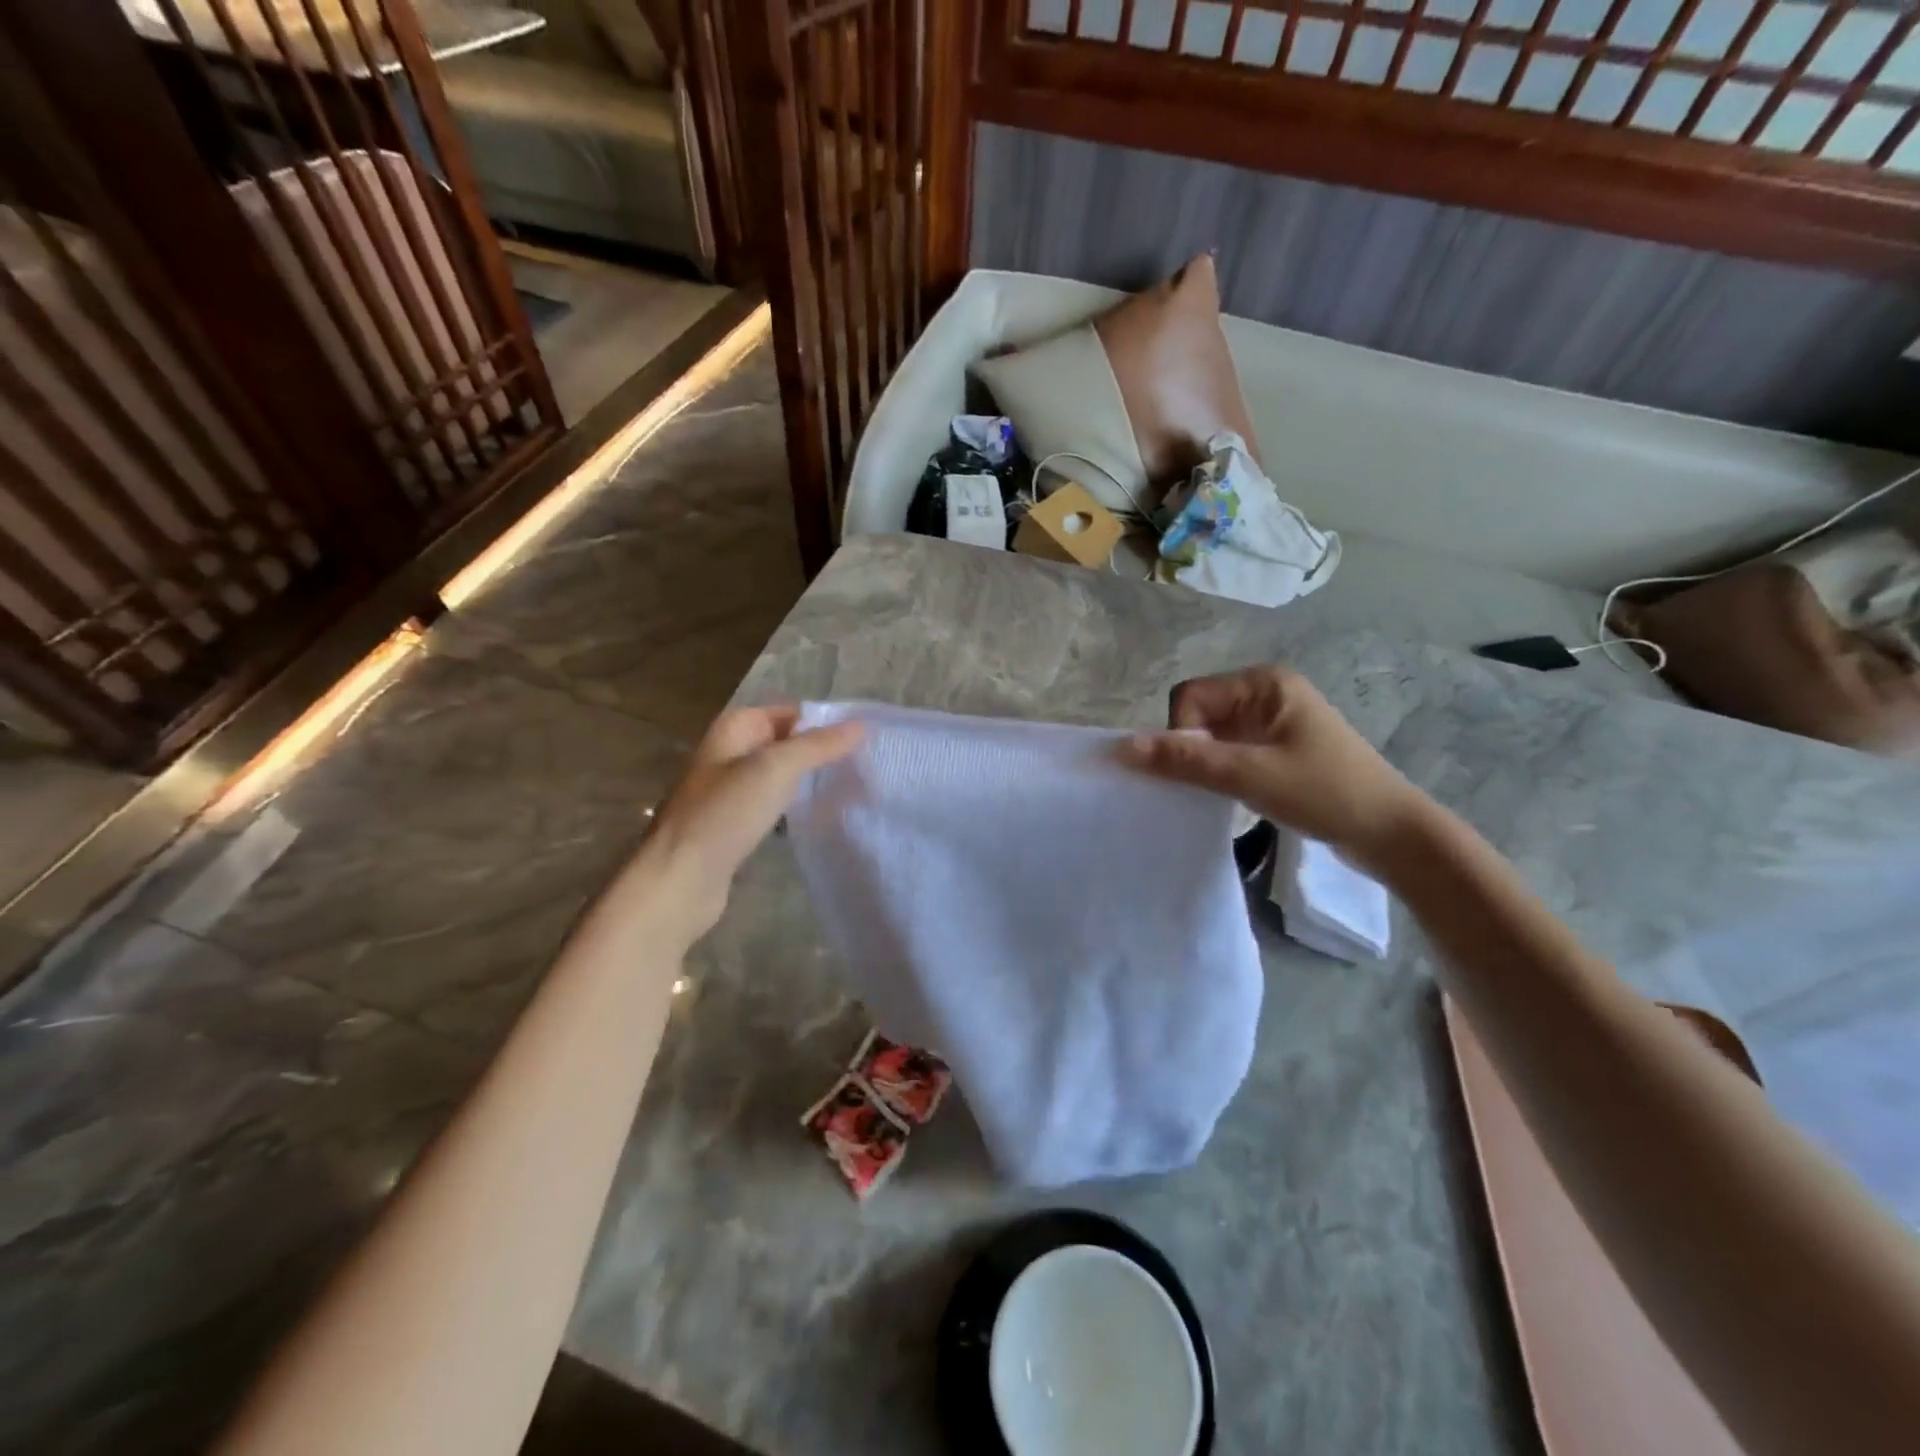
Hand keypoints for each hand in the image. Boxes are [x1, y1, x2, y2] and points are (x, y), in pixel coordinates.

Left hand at [635, 706, 860, 939]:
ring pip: (781, 778)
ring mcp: (729, 791)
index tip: (865, 741)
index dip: (825, 723)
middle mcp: (729, 753)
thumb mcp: (776, 769)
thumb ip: (819, 745)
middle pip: (786, 744)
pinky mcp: (733, 826)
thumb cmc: (725, 814)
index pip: (790, 713)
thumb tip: (861, 725)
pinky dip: (794, 810)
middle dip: (822, 754)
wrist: (679, 880)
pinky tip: (818, 821)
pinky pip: (773, 807)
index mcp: (734, 729)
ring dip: (810, 784)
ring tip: (851, 793)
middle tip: (865, 768)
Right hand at [1118, 666, 1429, 866]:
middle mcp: (1266, 693)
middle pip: (1199, 714)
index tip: (1201, 770)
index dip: (1182, 733)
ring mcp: (1274, 722)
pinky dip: (1221, 772)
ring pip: (1212, 736)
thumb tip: (1121, 748)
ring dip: (1207, 764)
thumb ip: (1185, 760)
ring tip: (1223, 794)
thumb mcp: (1249, 775)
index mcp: (1263, 682)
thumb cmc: (1325, 793)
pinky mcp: (1278, 749)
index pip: (1190, 697)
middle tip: (1210, 785)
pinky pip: (1230, 751)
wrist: (1392, 834)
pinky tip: (1233, 797)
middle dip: (1192, 750)